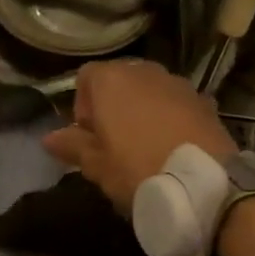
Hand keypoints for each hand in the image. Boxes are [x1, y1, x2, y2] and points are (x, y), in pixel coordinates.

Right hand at [42, 61, 235, 212]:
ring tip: (144, 145)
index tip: (89, 136)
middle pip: (119, 80)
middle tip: (113, 142)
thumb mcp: (96, 165)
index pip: (85, 76)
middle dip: (112, 105)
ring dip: (141, 110)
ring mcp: (178, 83)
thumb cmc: (138, 169)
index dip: (82, 105)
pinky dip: (168, 117)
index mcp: (112, 80)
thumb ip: (72, 145)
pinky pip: (175, 103)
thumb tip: (49, 138)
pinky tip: (171, 147)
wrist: (205, 184)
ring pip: (149, 90)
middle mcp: (144, 71)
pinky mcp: (204, 100)